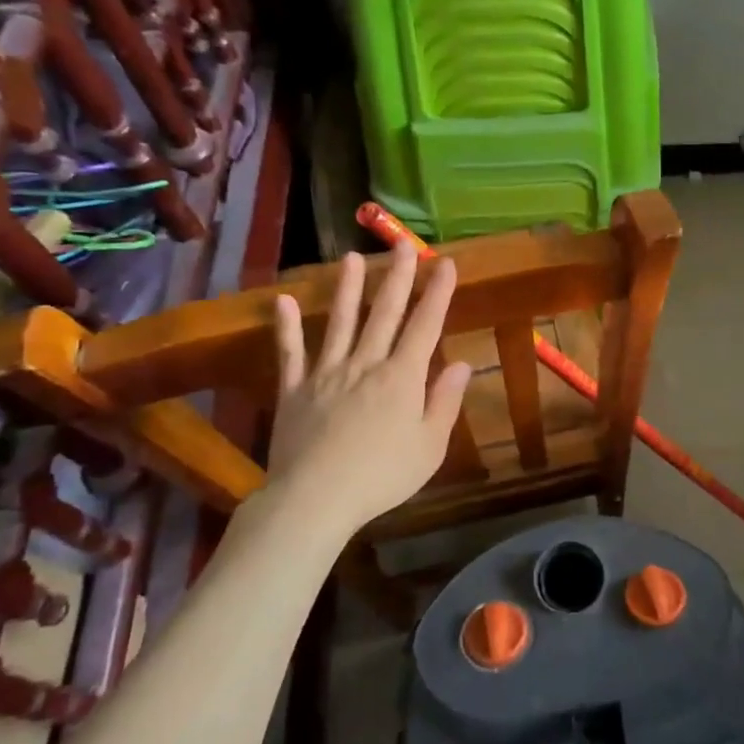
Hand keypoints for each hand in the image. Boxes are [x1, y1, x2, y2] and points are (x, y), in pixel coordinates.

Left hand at [266, 243, 473, 531]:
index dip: (437, 293)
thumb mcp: (429, 445)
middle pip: (384, 314)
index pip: (424, 326)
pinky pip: (290, 353)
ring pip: (339, 323)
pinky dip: (286, 327)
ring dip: (347, 289)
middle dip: (397, 277)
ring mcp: (326, 374)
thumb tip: (460, 363)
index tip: (445, 263)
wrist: (316, 498)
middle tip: (403, 245)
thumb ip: (444, 401)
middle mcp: (365, 364)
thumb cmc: (382, 476)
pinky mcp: (294, 390)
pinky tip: (282, 301)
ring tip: (351, 258)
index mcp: (402, 377)